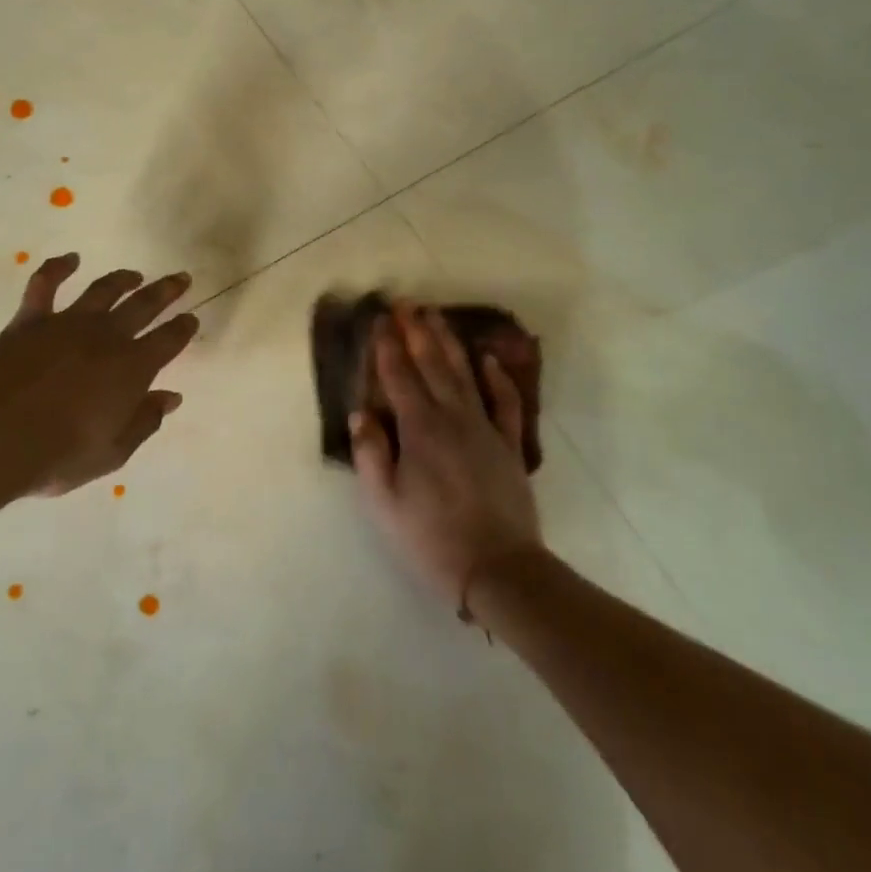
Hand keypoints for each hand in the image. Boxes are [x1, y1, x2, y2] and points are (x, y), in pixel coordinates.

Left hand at [0, 254, 197, 497]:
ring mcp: (67, 324)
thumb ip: (145, 421)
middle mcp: (106, 337)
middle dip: (166, 291)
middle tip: (180, 279)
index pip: (168, 340)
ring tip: (134, 275)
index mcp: (132, 368)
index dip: (183, 328)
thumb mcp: (113, 452)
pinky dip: (58, 267)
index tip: (191, 319)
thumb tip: (171, 397)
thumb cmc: (59, 456)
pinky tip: (70, 259)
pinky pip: (45, 284)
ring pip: (103, 291)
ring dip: (122, 279)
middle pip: (144, 305)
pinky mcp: (29, 321)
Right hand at [351, 303, 543, 609]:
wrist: (498, 568)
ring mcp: (485, 428)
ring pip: (465, 374)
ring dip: (449, 343)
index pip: (399, 376)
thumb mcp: (385, 503)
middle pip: (432, 365)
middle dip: (416, 332)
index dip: (387, 346)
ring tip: (436, 317)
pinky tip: (488, 360)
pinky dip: (498, 378)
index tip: (379, 319)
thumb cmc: (431, 537)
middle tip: (406, 303)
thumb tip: (361, 413)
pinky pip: (505, 403)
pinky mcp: (509, 445)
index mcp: (419, 429)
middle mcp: (452, 417)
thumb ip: (371, 454)